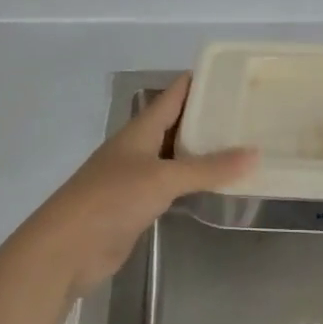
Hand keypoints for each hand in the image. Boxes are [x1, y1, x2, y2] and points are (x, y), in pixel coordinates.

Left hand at [24, 73, 256, 295]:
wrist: (67, 249)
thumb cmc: (111, 199)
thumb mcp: (163, 178)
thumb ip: (208, 168)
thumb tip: (255, 153)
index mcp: (140, 129)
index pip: (174, 95)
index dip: (199, 82)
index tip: (233, 74)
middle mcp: (139, 147)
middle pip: (176, 124)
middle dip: (207, 117)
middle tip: (248, 111)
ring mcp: (136, 177)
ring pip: (175, 156)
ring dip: (202, 151)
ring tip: (241, 143)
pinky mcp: (138, 205)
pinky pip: (173, 185)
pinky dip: (194, 181)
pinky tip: (217, 183)